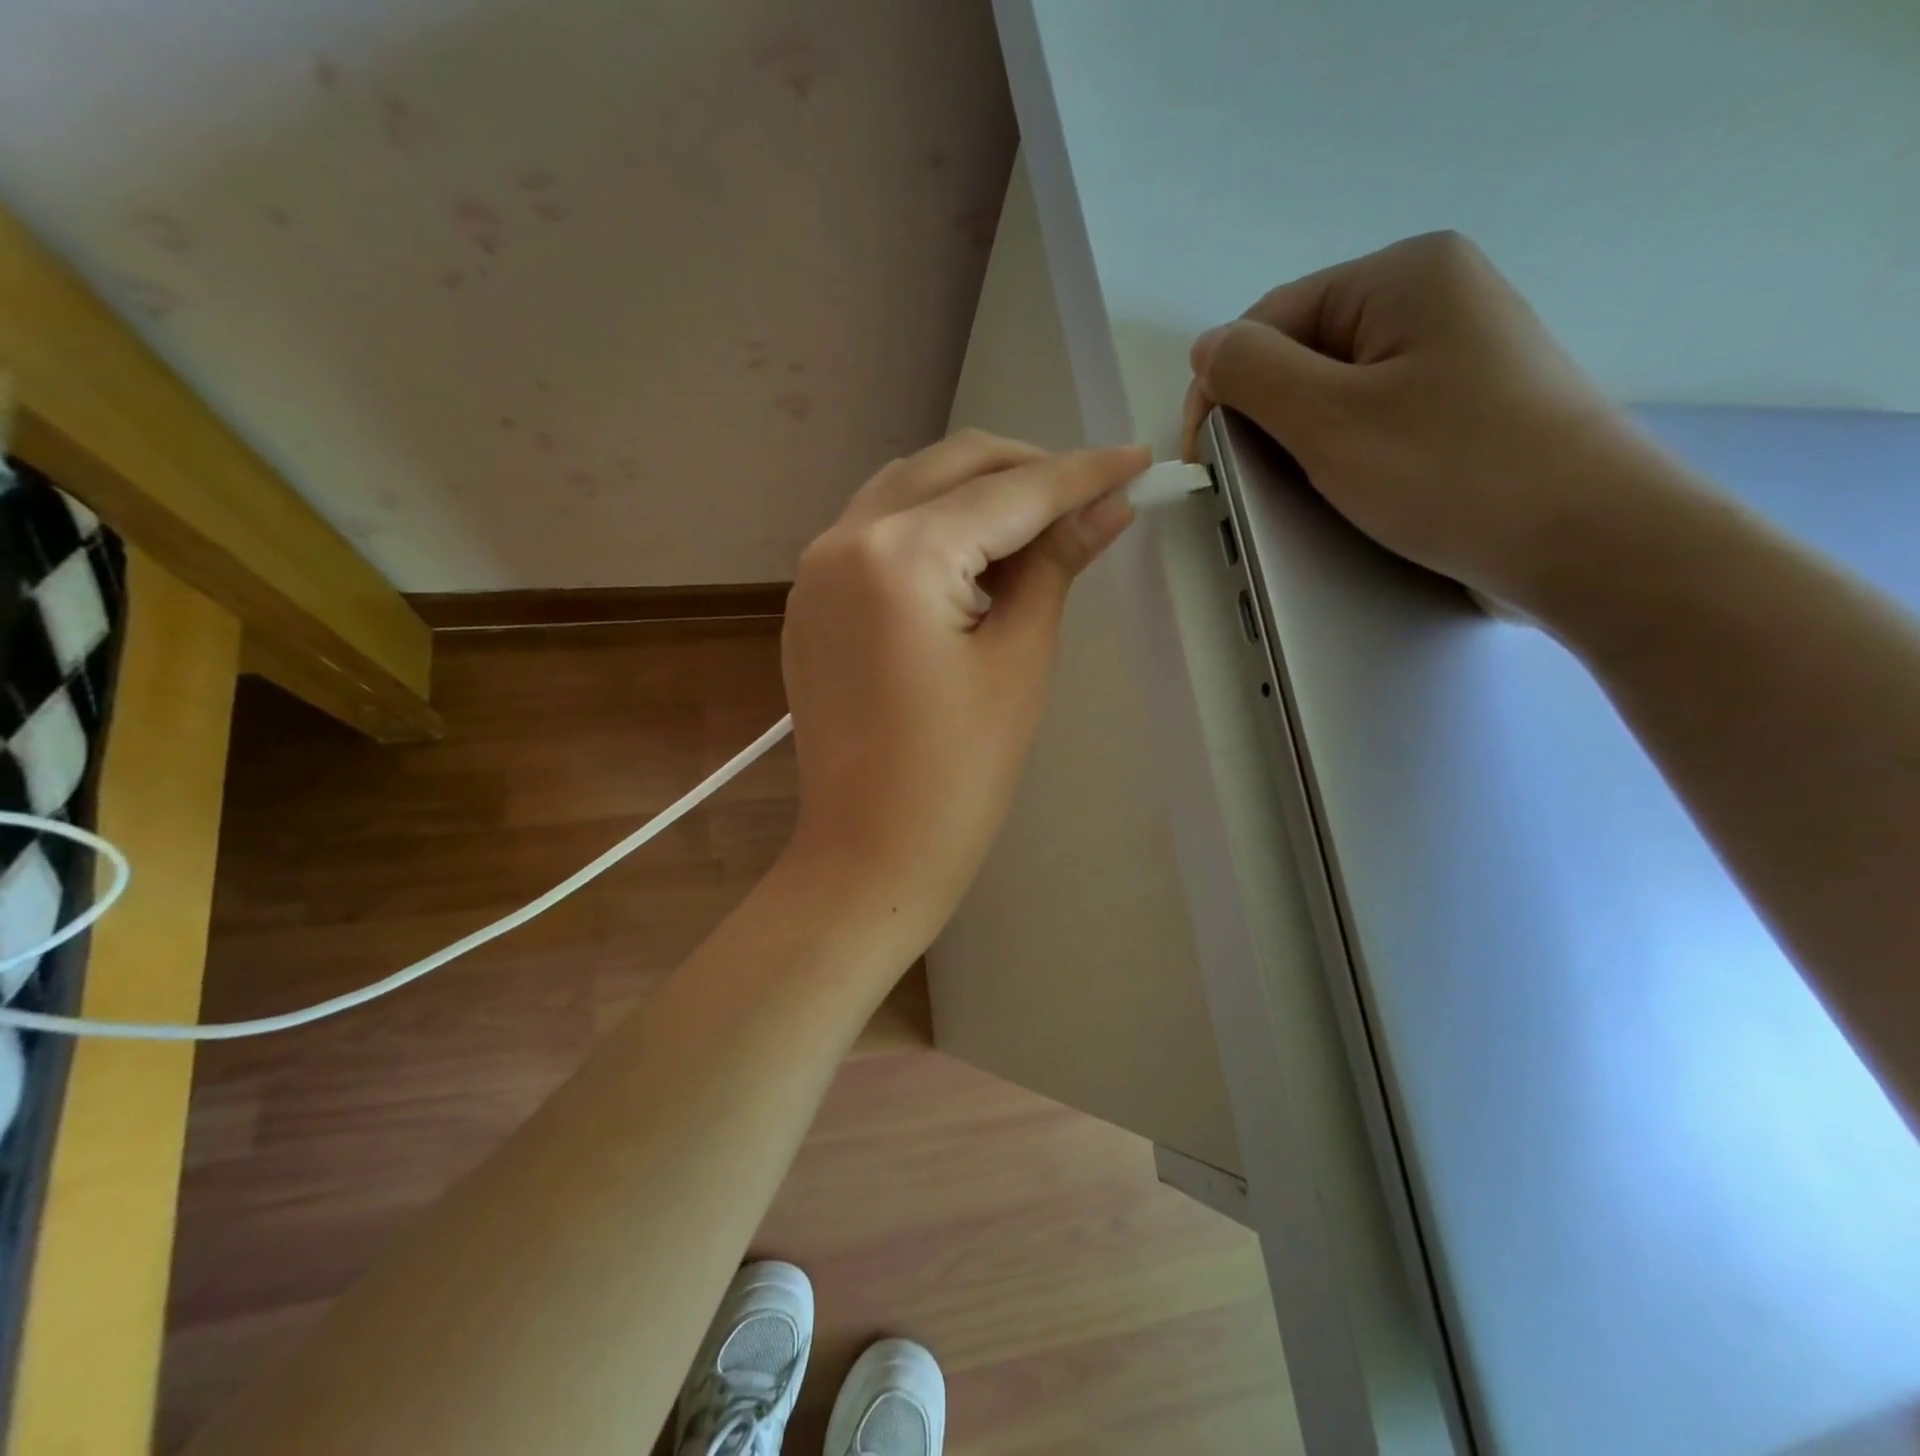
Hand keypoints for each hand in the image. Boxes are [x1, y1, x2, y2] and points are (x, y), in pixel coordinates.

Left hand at [780, 430, 1147, 944]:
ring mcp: (815, 568)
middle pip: (950, 466)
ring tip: (1035, 528)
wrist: (869, 850)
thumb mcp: (1020, 659)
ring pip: (908, 488)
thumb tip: (1107, 507)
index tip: (1135, 458)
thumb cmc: (958, 774)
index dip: (1080, 474)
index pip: (1009, 491)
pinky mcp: (810, 599)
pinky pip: (876, 530)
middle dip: (1025, 470)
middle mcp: (844, 538)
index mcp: (902, 554)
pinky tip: (971, 560)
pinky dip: (930, 525)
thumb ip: (1055, 565)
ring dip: (975, 491)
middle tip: (1088, 495)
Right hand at [1184, 231, 1664, 612]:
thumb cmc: (1451, 471)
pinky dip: (1347, 451)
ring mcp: (1459, 353)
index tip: (1207, 461)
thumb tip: (1206, 348)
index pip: (1270, 319)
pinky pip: (1378, 417)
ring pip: (1338, 390)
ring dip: (1302, 440)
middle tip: (1255, 483)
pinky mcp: (1470, 406)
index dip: (1224, 386)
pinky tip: (1351, 489)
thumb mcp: (1329, 419)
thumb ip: (1253, 374)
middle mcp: (1436, 297)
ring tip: (1305, 491)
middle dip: (1266, 416)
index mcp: (1403, 276)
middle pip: (1304, 351)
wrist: (1588, 541)